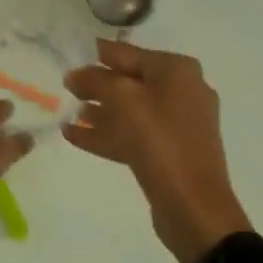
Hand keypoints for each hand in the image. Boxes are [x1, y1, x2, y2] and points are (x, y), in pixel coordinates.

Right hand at [64, 38, 252, 262]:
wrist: (195, 210)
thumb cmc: (160, 140)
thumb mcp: (122, 99)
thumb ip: (95, 80)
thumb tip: (75, 75)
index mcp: (177, 70)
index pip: (129, 54)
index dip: (98, 54)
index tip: (72, 53)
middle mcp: (182, 91)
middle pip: (129, 83)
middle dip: (97, 87)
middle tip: (67, 89)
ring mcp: (179, 124)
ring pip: (131, 111)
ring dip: (100, 113)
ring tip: (68, 115)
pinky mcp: (172, 153)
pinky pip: (135, 135)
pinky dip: (108, 134)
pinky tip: (75, 136)